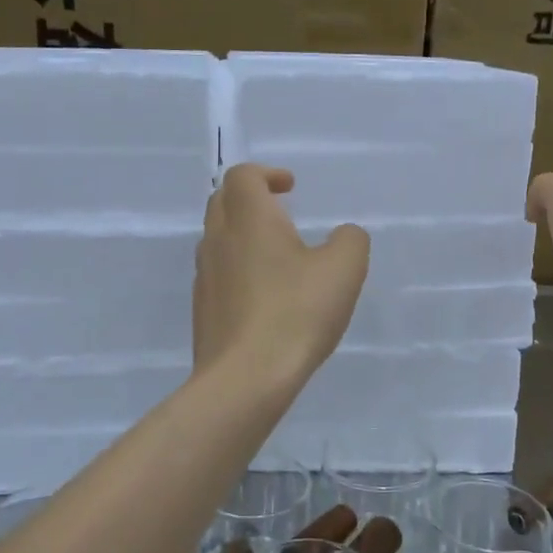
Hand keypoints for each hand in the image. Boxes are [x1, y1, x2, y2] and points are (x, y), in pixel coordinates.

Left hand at [193, 164, 369, 387]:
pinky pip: (218, 274)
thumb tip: (344, 235)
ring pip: (217, 239)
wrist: (245, 378)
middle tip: (280, 212)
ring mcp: (205, 276)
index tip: (290, 188)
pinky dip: (238, 268)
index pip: (243, 176)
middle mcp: (218, 240)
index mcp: (248, 219)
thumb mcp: (343, 271)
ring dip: (242, 234)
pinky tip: (263, 295)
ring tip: (275, 254)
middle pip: (222, 201)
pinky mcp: (203, 310)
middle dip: (250, 198)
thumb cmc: (295, 314)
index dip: (267, 174)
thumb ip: (350, 241)